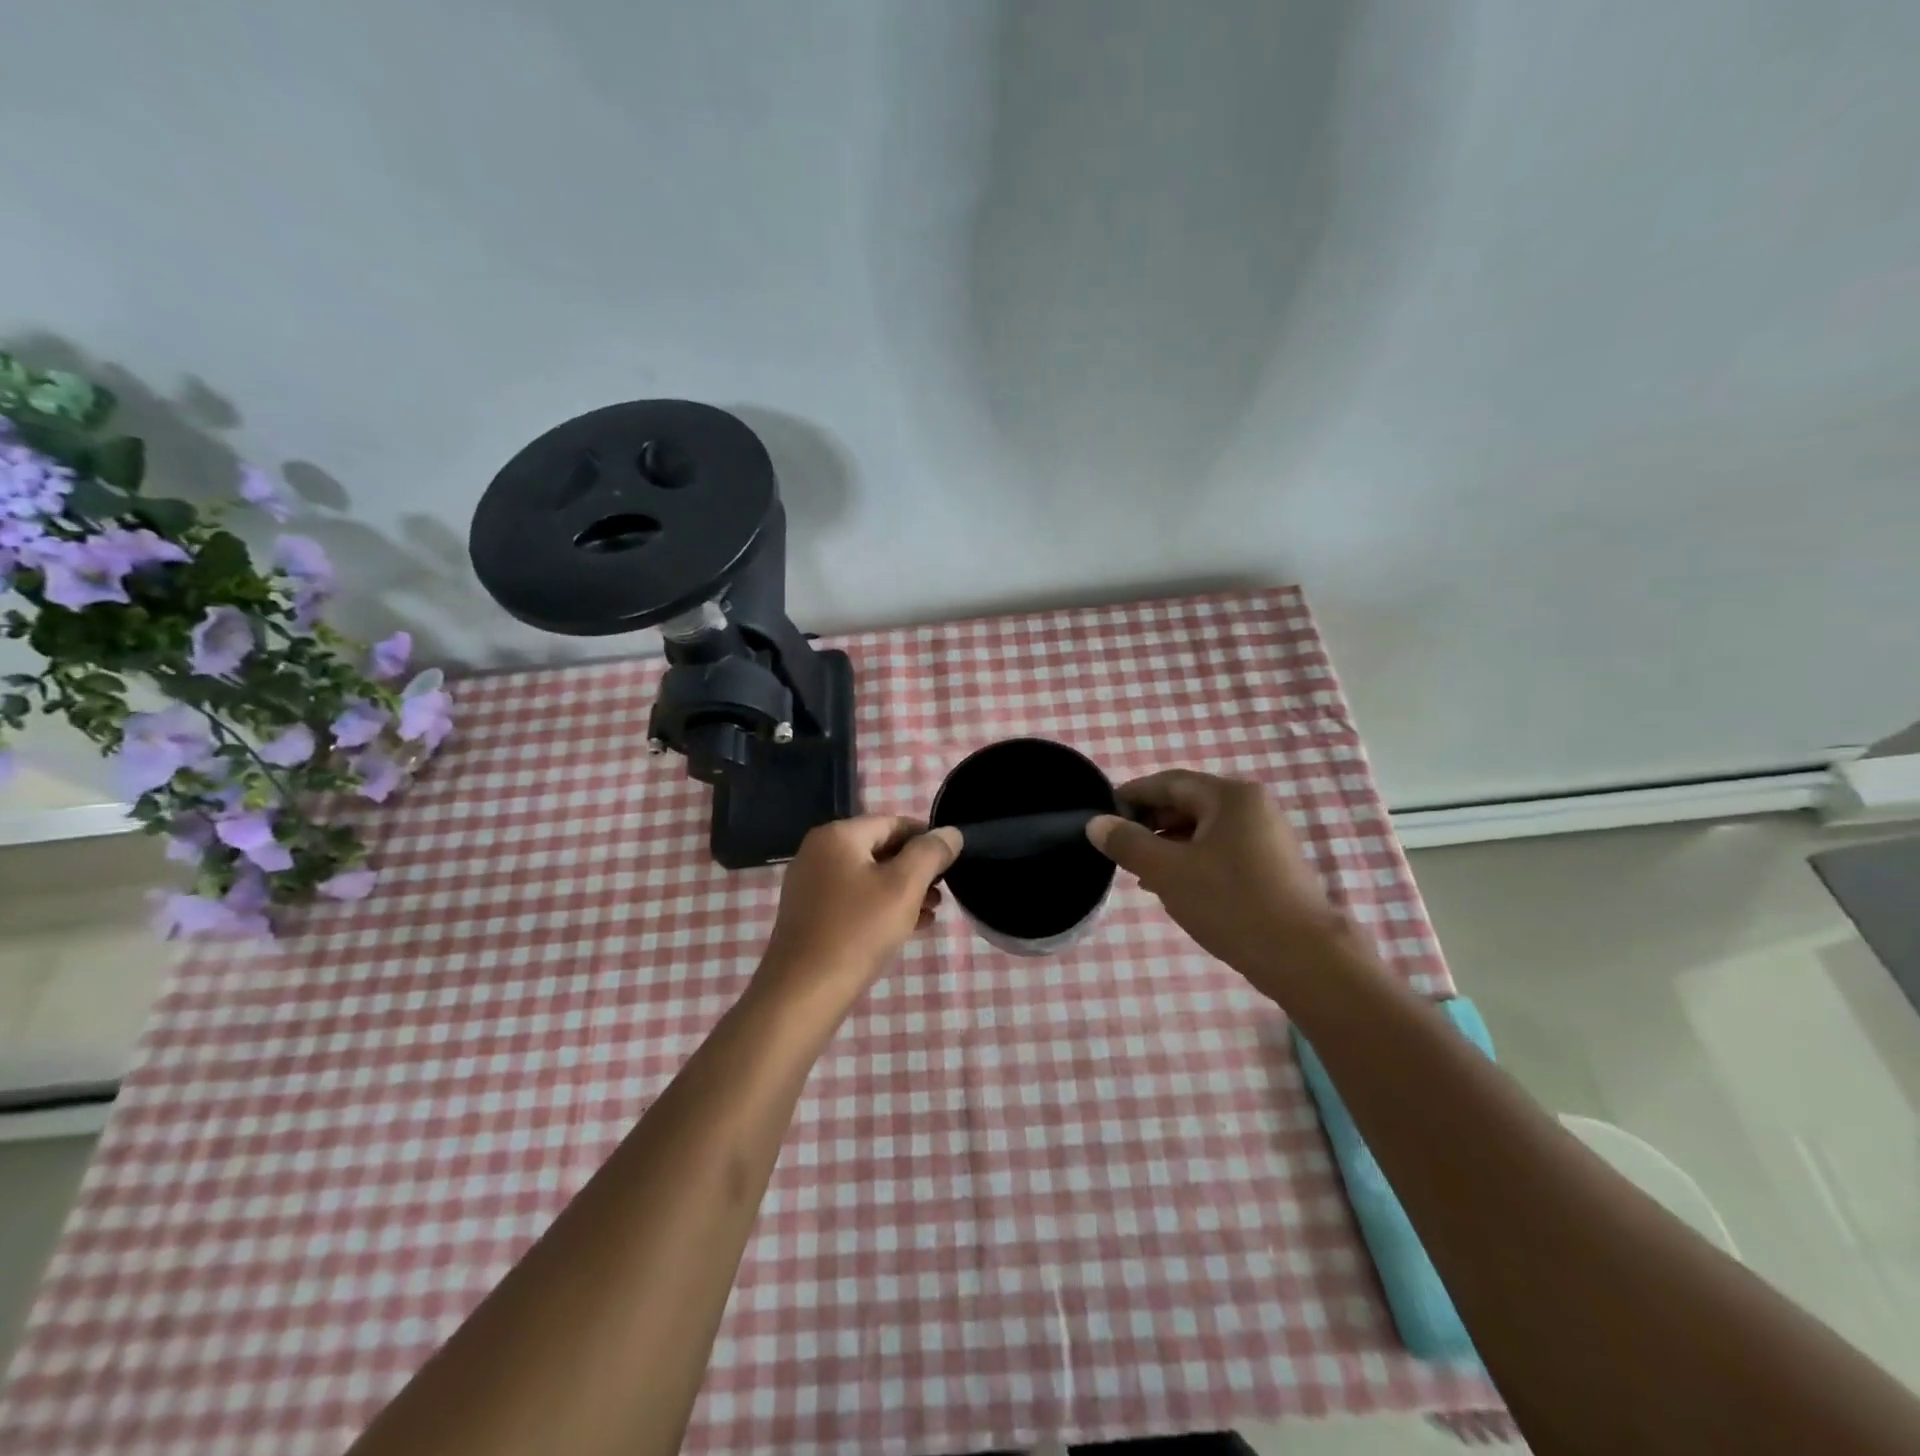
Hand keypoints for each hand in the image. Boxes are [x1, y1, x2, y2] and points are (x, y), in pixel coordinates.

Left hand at [756, 816, 960, 1008]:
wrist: (803, 993)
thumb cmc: (857, 931)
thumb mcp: (904, 887)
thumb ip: (930, 853)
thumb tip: (951, 832)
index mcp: (837, 835)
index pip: (894, 823)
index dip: (927, 840)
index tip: (952, 863)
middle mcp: (818, 852)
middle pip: (880, 849)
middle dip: (916, 869)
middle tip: (943, 892)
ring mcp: (810, 885)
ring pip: (868, 877)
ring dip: (902, 890)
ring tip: (932, 912)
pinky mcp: (810, 915)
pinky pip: (853, 899)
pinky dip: (881, 906)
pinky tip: (908, 927)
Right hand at [1086, 770, 1339, 975]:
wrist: (1304, 959)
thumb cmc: (1232, 904)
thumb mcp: (1168, 872)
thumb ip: (1128, 843)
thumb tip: (1096, 823)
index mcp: (1230, 796)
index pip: (1168, 783)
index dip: (1131, 796)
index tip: (1102, 815)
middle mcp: (1252, 807)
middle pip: (1187, 804)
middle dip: (1149, 824)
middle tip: (1119, 848)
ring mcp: (1266, 837)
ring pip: (1203, 830)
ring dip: (1168, 846)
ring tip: (1139, 872)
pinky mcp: (1271, 866)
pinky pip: (1220, 850)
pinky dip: (1192, 861)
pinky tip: (1172, 887)